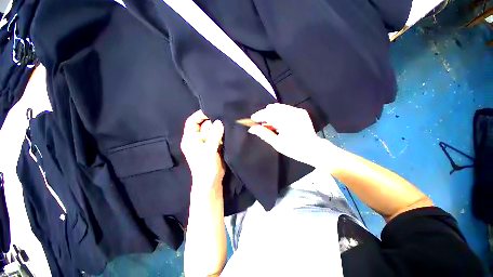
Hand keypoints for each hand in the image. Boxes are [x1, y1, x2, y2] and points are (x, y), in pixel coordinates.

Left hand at [181, 110, 224, 190]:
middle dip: (213, 122)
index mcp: (191, 139)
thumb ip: (214, 135)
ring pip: (213, 131)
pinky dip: (223, 134)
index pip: (192, 122)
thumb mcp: (209, 150)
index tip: (211, 111)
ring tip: (228, 124)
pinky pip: (219, 136)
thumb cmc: (205, 166)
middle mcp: (198, 139)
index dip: (200, 115)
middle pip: (205, 125)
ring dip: (219, 128)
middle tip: (224, 117)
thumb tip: (220, 122)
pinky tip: (229, 132)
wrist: (211, 181)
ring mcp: (207, 142)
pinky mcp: (214, 146)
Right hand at [248, 104, 337, 167]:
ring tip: (269, 123)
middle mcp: (292, 113)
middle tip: (260, 123)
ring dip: (271, 113)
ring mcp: (297, 111)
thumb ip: (264, 134)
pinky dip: (279, 113)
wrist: (313, 149)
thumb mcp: (277, 144)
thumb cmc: (294, 149)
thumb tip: (252, 129)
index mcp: (286, 122)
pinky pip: (285, 108)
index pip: (268, 114)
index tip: (252, 120)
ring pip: (278, 107)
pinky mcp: (301, 111)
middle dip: (264, 114)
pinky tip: (278, 121)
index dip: (258, 116)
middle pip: (272, 108)